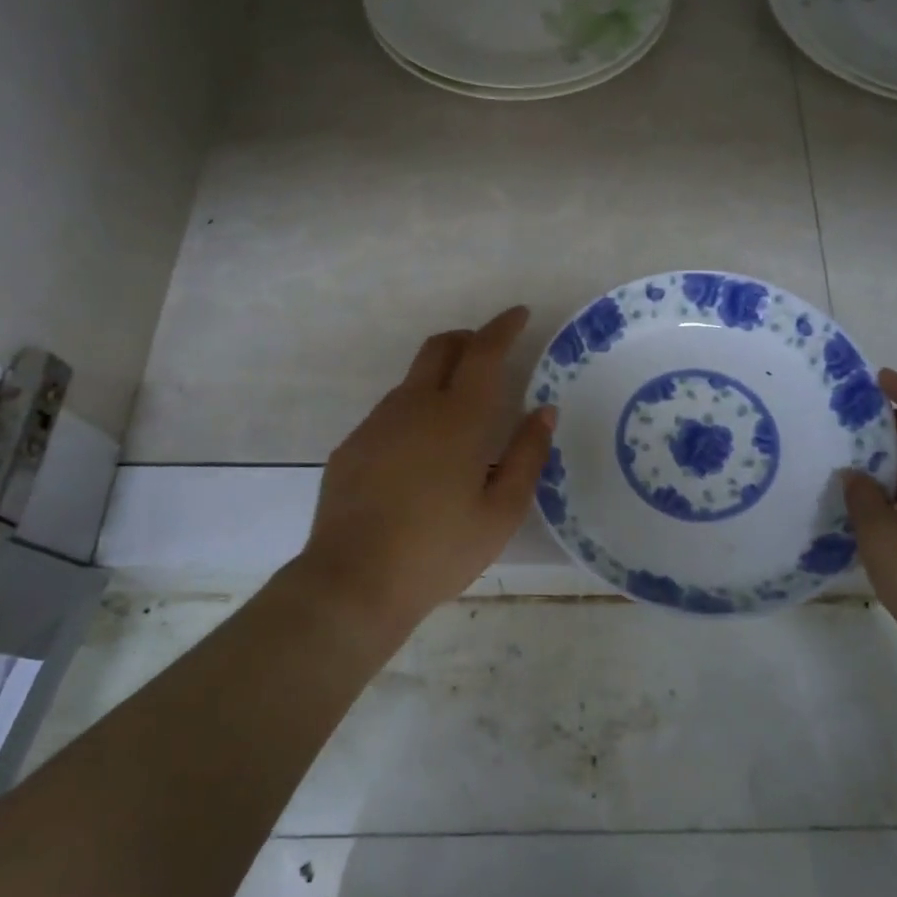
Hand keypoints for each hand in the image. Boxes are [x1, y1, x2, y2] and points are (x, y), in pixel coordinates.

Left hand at [298, 306, 554, 632]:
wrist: (353, 582)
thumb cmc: (439, 549)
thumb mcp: (502, 511)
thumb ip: (528, 455)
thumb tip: (544, 412)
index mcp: (458, 417)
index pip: (484, 352)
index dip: (503, 327)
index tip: (520, 314)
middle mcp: (414, 406)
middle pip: (440, 347)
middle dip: (468, 339)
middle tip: (490, 354)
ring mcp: (377, 424)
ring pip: (413, 380)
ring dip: (441, 377)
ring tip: (460, 416)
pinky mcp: (352, 446)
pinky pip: (391, 412)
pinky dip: (415, 411)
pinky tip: (421, 455)